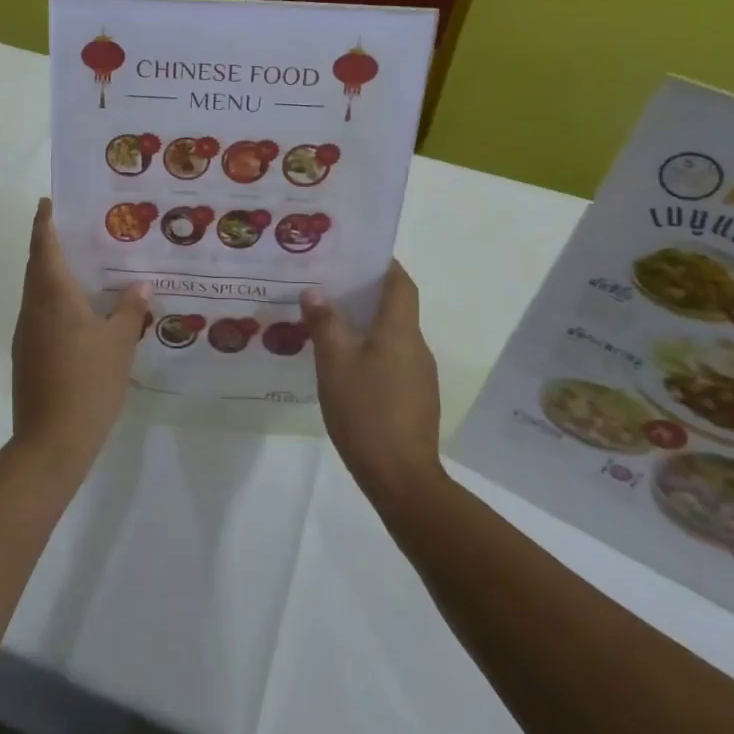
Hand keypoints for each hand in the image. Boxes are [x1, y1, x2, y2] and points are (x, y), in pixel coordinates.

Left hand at [11, 199, 149, 478]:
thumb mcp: (119, 344)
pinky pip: (38, 314)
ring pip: (35, 292)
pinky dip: (52, 301)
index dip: (44, 223)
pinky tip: (76, 313)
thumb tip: (140, 285)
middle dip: (47, 245)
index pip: (44, 247)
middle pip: (36, 267)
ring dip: (50, 274)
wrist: (51, 440)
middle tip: (72, 230)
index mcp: (53, 297)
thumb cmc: (88, 383)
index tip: (47, 202)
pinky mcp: (25, 355)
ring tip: (80, 267)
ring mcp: (25, 333)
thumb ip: (129, 310)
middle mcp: (33, 308)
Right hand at [300, 261, 443, 508]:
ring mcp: (418, 375)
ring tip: (328, 322)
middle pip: (395, 307)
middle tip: (328, 285)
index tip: (356, 254)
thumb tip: (314, 293)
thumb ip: (324, 324)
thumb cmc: (366, 412)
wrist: (402, 479)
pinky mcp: (414, 399)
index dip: (383, 264)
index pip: (400, 283)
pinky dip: (370, 351)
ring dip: (365, 324)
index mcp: (400, 331)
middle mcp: (416, 346)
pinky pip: (391, 360)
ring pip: (391, 336)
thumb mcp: (334, 364)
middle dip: (365, 293)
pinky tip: (343, 365)